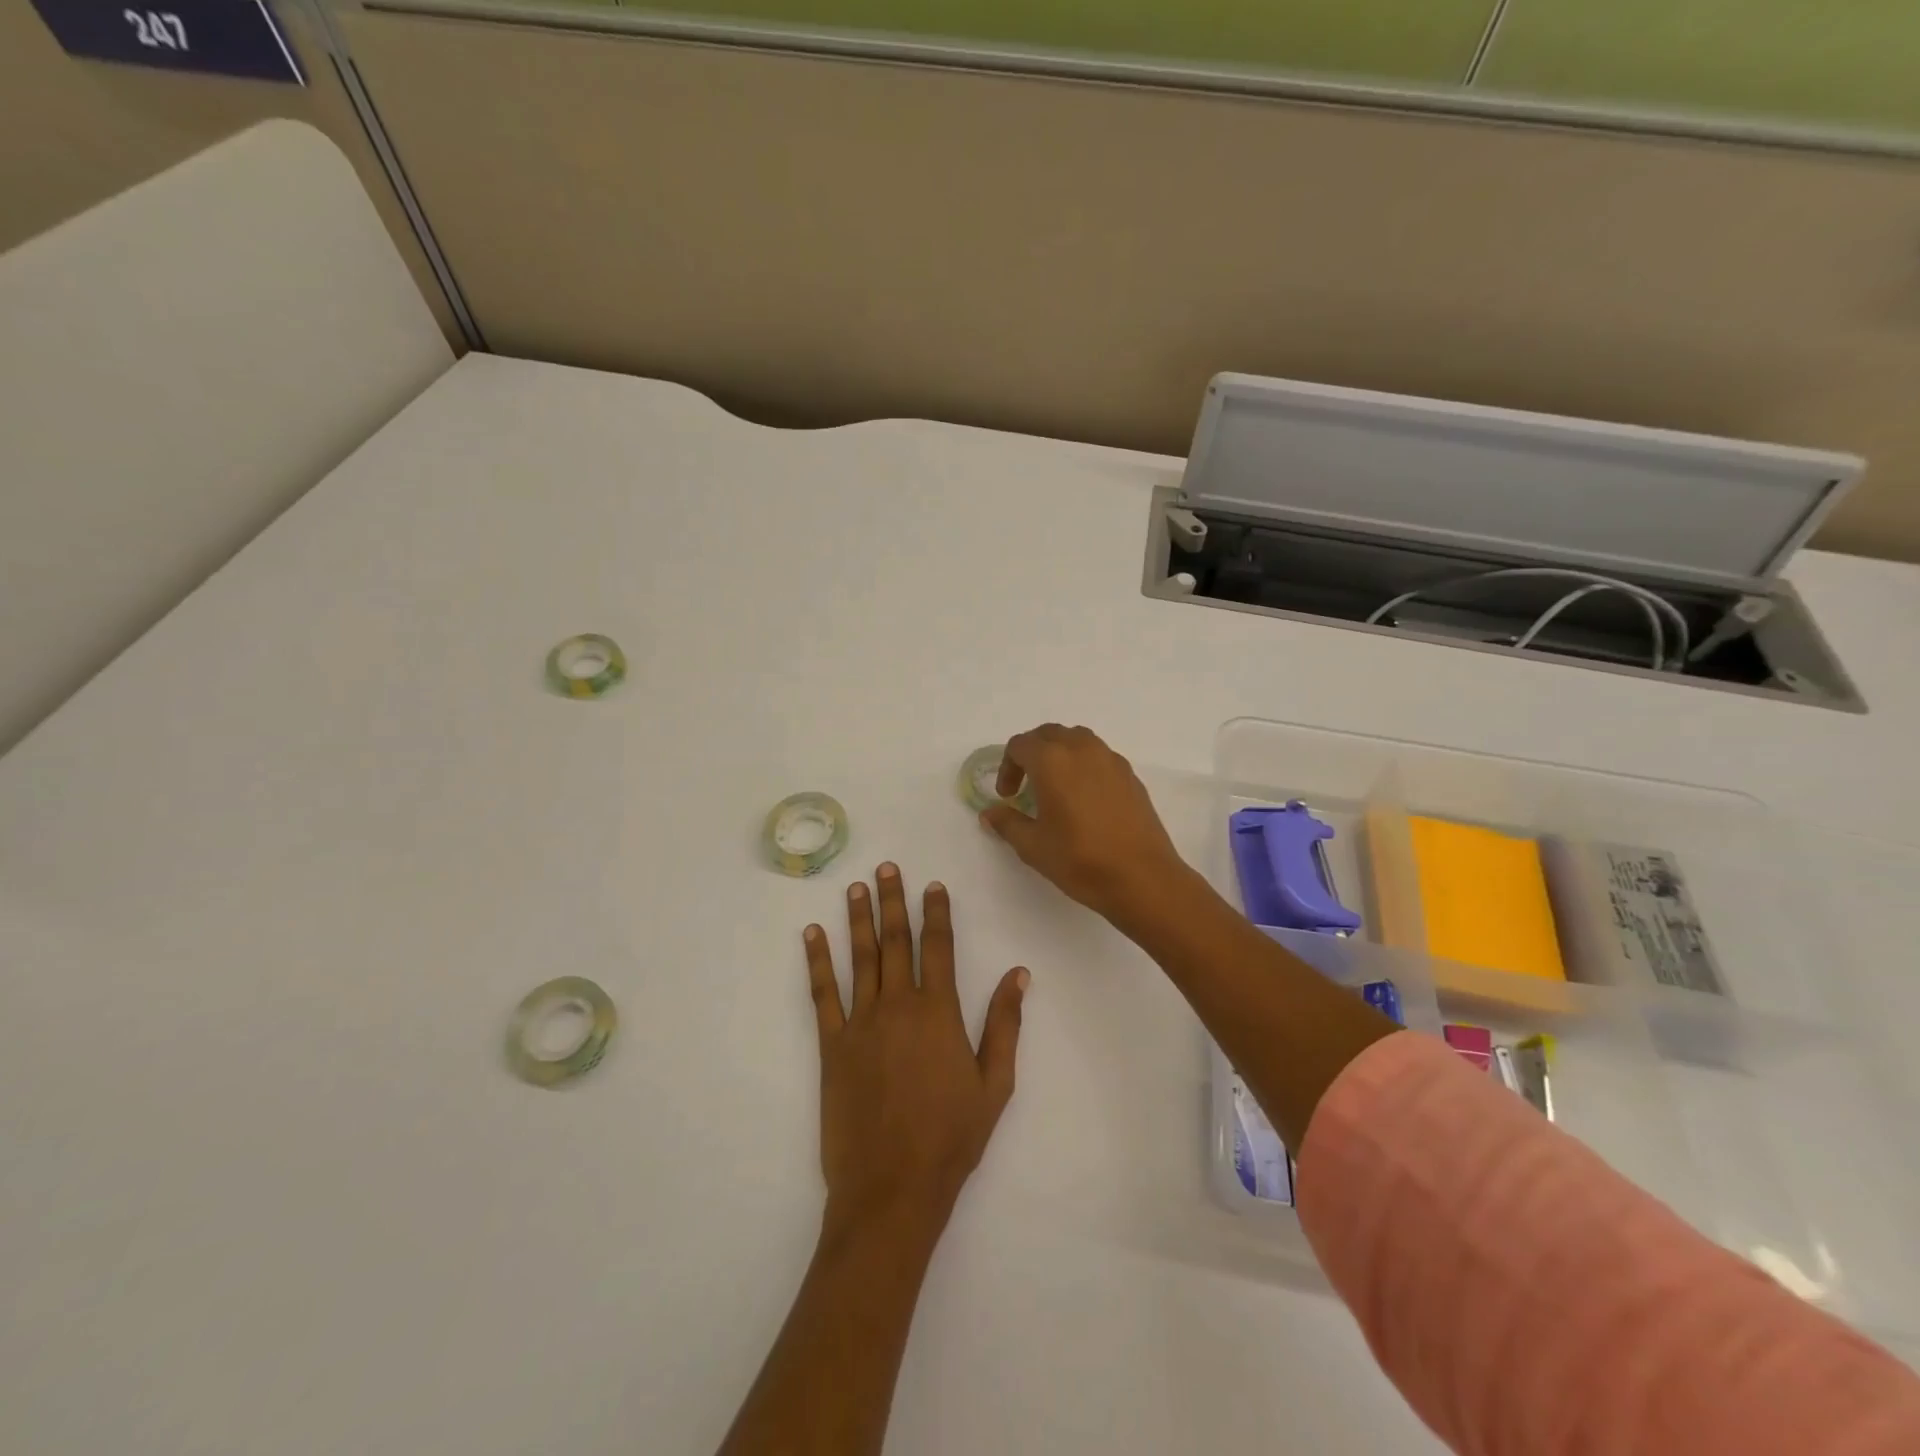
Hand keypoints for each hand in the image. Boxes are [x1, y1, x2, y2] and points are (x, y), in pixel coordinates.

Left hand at [804, 864, 1027, 1242]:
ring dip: (858, 919)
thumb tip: (1018, 973)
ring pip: (861, 958)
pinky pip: (823, 994)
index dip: (936, 913)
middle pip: (896, 942)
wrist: (892, 1188)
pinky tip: (812, 935)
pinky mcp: (831, 1045)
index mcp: (939, 1013)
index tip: (933, 885)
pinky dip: (818, 961)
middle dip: (893, 901)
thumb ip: (1005, 1024)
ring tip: (856, 887)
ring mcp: (861, 1023)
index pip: (939, 948)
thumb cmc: (952, 1139)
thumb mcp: (995, 1084)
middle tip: (887, 868)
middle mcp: (899, 1006)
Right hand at [980, 724, 1194, 923]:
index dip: (1007, 767)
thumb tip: (990, 813)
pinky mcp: (1130, 775)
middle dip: (1031, 754)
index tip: (1008, 796)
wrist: (1142, 878)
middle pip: (1048, 734)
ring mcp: (1110, 759)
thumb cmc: (1080, 860)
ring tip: (1055, 787)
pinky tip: (1084, 799)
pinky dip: (1084, 766)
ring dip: (1059, 754)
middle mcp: (1081, 749)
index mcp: (1052, 760)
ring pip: (1077, 740)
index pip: (1020, 745)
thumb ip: (1007, 823)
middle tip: (1025, 785)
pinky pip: (1099, 756)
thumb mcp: (1033, 846)